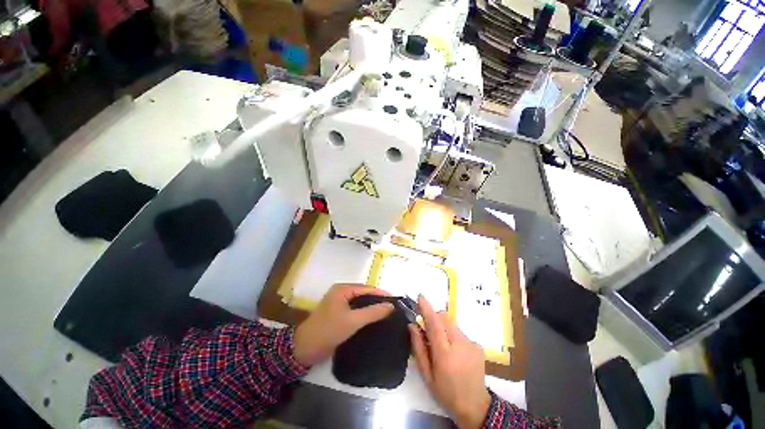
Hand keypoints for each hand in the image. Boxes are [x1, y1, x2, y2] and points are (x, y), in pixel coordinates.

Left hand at [293, 284, 394, 366]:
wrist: (304, 349)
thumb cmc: (329, 331)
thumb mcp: (353, 321)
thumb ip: (373, 312)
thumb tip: (391, 306)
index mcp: (343, 289)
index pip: (366, 288)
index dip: (381, 293)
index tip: (395, 300)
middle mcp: (341, 292)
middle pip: (363, 294)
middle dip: (377, 299)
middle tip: (392, 308)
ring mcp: (338, 303)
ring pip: (359, 302)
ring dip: (371, 307)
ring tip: (386, 313)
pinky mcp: (337, 313)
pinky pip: (355, 309)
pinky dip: (364, 313)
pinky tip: (373, 319)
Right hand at [410, 295, 490, 428]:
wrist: (475, 406)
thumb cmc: (445, 392)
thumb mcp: (427, 375)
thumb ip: (418, 348)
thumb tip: (412, 325)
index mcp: (445, 356)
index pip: (435, 325)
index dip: (427, 309)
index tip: (420, 297)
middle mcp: (460, 345)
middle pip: (445, 318)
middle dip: (434, 317)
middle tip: (428, 329)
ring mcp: (471, 344)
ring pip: (452, 324)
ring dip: (443, 328)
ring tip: (442, 345)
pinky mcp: (478, 345)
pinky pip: (460, 332)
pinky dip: (453, 335)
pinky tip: (455, 352)